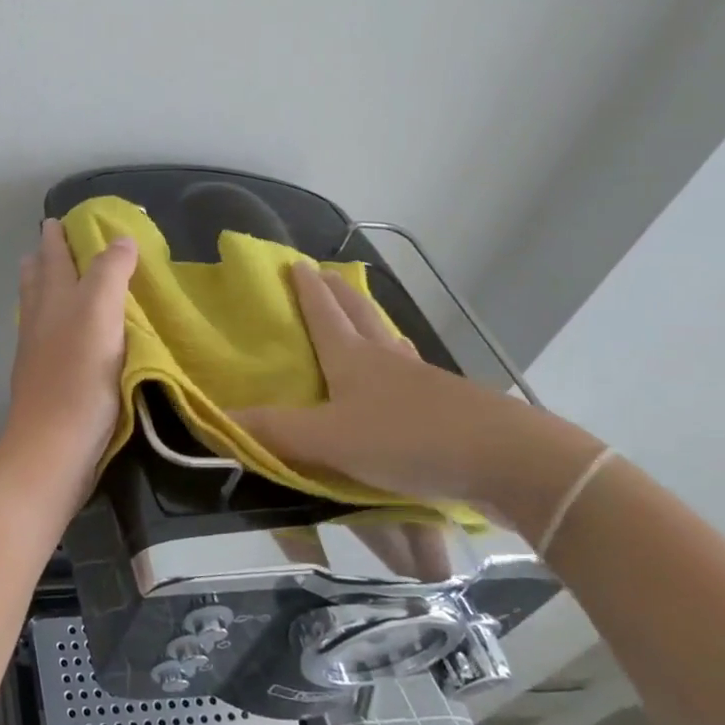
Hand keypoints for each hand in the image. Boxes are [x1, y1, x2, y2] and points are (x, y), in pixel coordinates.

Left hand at [0, 219, 137, 495]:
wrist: (53, 447)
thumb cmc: (79, 376)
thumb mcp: (100, 313)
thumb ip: (109, 272)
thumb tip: (120, 238)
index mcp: (52, 298)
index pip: (52, 255)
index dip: (58, 235)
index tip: (61, 218)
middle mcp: (39, 319)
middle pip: (37, 279)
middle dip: (44, 258)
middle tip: (54, 241)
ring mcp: (38, 351)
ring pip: (38, 308)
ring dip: (45, 288)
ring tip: (57, 279)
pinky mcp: (46, 379)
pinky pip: (47, 337)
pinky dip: (55, 322)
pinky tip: (68, 333)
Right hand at [233, 262, 597, 535]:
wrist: (508, 462)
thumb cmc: (409, 440)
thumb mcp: (330, 441)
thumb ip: (273, 433)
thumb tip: (216, 422)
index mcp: (355, 359)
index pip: (324, 314)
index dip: (306, 290)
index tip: (295, 262)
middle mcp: (388, 361)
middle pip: (361, 317)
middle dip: (339, 295)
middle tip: (326, 275)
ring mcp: (425, 382)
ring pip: (391, 342)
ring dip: (372, 324)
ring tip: (363, 319)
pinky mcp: (451, 409)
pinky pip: (413, 374)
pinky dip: (398, 365)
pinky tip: (402, 381)